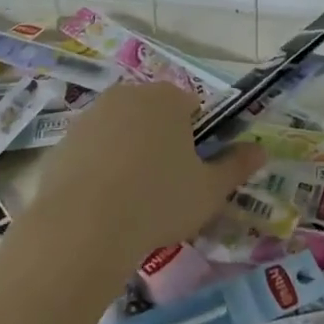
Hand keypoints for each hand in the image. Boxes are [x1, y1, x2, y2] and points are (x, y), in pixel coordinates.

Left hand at [29, 82, 264, 273]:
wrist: (82, 228)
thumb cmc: (158, 201)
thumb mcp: (209, 190)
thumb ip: (237, 166)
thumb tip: (261, 150)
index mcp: (168, 98)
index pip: (192, 107)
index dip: (197, 138)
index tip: (193, 170)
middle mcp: (128, 95)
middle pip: (154, 115)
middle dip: (161, 142)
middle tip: (165, 186)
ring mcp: (91, 116)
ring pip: (121, 131)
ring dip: (129, 154)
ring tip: (131, 200)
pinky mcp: (62, 141)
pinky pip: (91, 151)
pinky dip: (98, 168)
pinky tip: (100, 204)